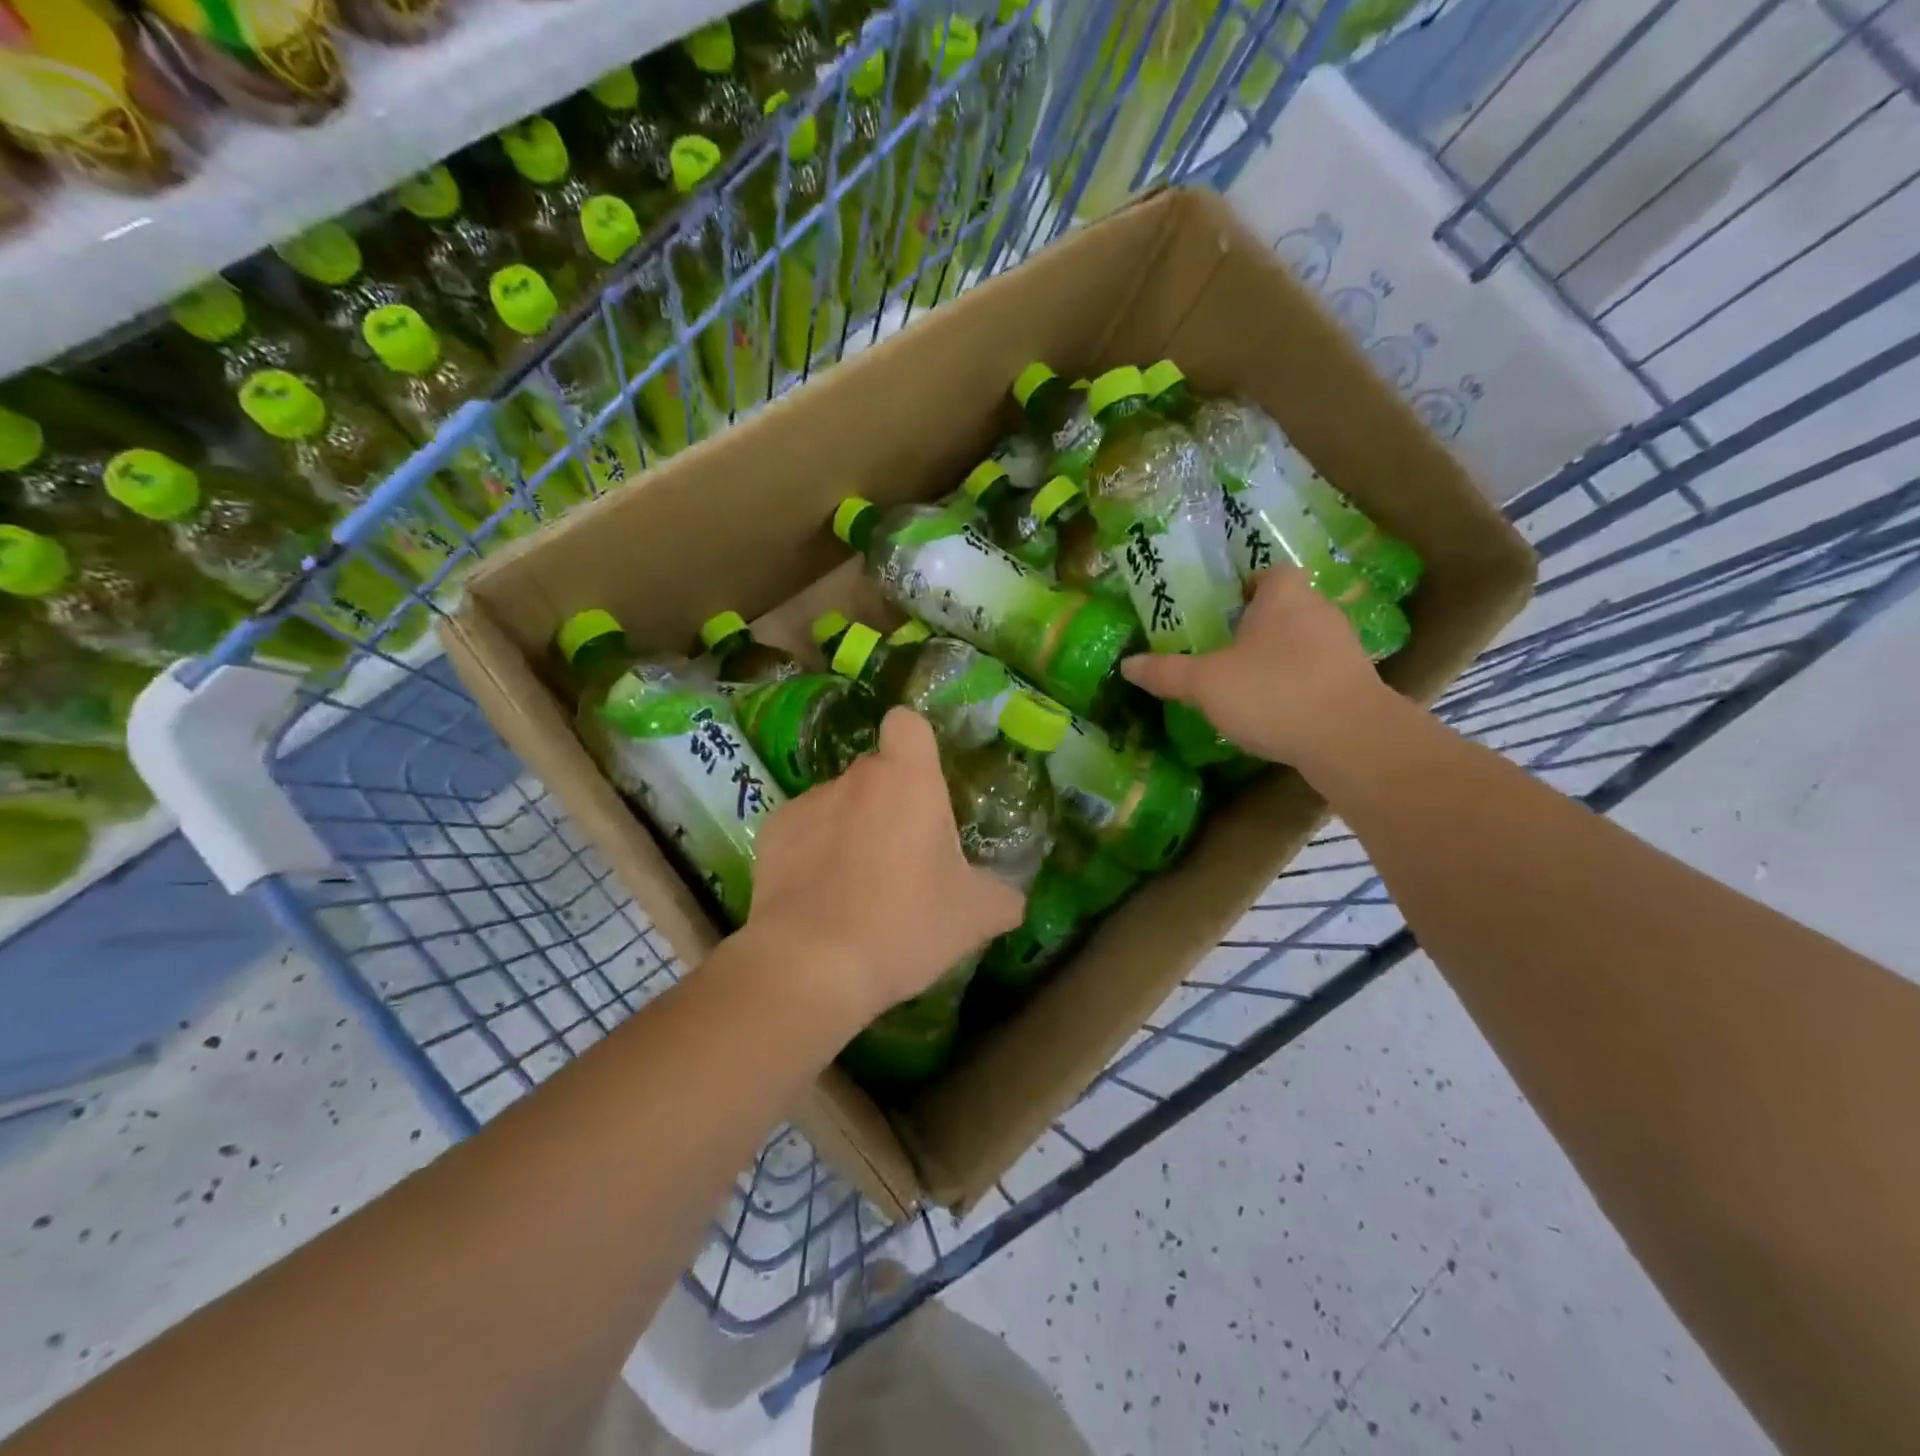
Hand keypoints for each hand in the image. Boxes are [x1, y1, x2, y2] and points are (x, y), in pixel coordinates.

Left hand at [744, 707, 1024, 1028]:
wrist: (812, 965)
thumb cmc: (905, 923)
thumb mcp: (974, 916)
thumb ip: (1002, 896)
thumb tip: (1010, 899)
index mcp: (907, 779)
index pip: (907, 723)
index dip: (916, 744)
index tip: (925, 782)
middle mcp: (854, 778)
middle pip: (876, 771)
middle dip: (890, 801)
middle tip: (905, 855)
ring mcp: (807, 803)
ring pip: (839, 803)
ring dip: (851, 829)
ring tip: (857, 887)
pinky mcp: (772, 835)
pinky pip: (803, 831)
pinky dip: (812, 852)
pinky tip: (819, 898)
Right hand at [1121, 566, 1393, 766]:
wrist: (1350, 739)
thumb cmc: (1272, 692)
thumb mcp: (1205, 684)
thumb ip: (1167, 672)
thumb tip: (1127, 664)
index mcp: (1283, 597)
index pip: (1271, 572)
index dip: (1249, 585)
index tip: (1226, 608)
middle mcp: (1319, 612)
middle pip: (1288, 606)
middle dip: (1261, 624)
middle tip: (1227, 647)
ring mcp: (1344, 648)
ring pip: (1306, 641)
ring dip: (1282, 656)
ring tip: (1249, 682)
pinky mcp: (1357, 684)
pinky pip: (1320, 673)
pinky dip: (1300, 684)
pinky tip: (1278, 710)